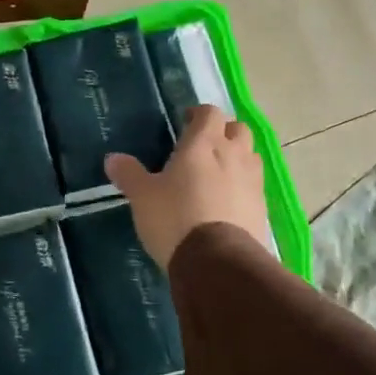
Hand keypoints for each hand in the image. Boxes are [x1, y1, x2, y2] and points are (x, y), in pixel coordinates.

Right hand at [106, 105, 271, 268]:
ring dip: (237, 157)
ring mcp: (253, 181)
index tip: (184, 123)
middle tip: (203, 147)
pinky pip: (254, 185)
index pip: (209, 112)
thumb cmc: (174, 218)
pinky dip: (242, 186)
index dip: (198, 114)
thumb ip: (129, 174)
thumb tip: (112, 158)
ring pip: (251, 156)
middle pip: (238, 129)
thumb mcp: (142, 196)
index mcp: (203, 144)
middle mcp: (233, 155)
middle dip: (223, 132)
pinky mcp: (262, 208)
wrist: (217, 262)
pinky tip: (226, 202)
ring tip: (217, 173)